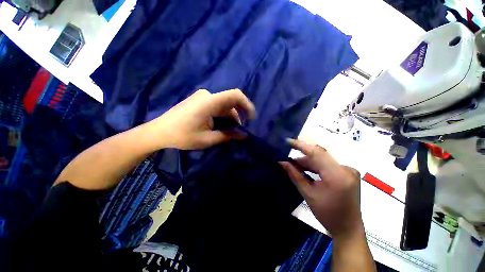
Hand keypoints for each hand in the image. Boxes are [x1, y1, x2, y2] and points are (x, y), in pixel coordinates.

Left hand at [149, 89, 255, 149]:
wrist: (158, 132)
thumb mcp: (207, 139)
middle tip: (240, 131)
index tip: (251, 118)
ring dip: (230, 118)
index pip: (235, 95)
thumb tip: (244, 135)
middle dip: (238, 116)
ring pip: (224, 105)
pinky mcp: (199, 101)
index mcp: (209, 102)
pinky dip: (223, 116)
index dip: (247, 105)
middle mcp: (207, 95)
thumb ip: (227, 136)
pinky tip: (221, 126)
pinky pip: (217, 106)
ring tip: (230, 132)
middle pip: (230, 102)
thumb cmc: (182, 136)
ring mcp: (202, 97)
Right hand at [279, 139, 362, 238]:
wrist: (348, 229)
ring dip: (308, 162)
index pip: (317, 153)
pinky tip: (305, 169)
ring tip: (294, 166)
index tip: (288, 141)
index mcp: (338, 175)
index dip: (301, 145)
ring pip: (322, 160)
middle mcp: (346, 169)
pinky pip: (327, 165)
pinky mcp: (347, 173)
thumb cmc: (327, 214)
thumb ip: (294, 175)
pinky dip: (315, 166)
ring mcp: (348, 170)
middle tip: (287, 159)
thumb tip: (282, 162)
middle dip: (302, 157)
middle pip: (319, 156)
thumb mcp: (308, 194)